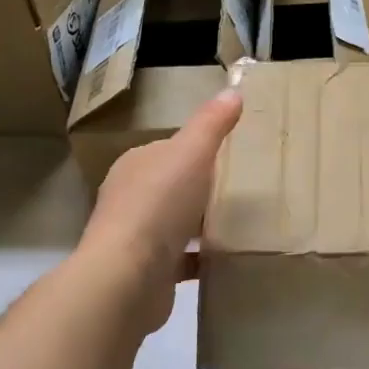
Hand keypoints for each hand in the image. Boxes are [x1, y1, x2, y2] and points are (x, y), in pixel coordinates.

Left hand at [79, 88, 243, 333]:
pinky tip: (226, 258)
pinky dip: (200, 258)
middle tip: (241, 190)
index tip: (230, 156)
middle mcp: (129, 198)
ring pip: (174, 224)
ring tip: (238, 223)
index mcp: (135, 165)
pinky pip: (180, 260)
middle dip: (200, 188)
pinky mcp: (146, 272)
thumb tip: (233, 90)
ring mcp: (135, 238)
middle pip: (172, 186)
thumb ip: (212, 123)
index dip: (197, 150)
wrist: (127, 277)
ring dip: (200, 224)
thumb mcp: (192, 152)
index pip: (168, 150)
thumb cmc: (158, 204)